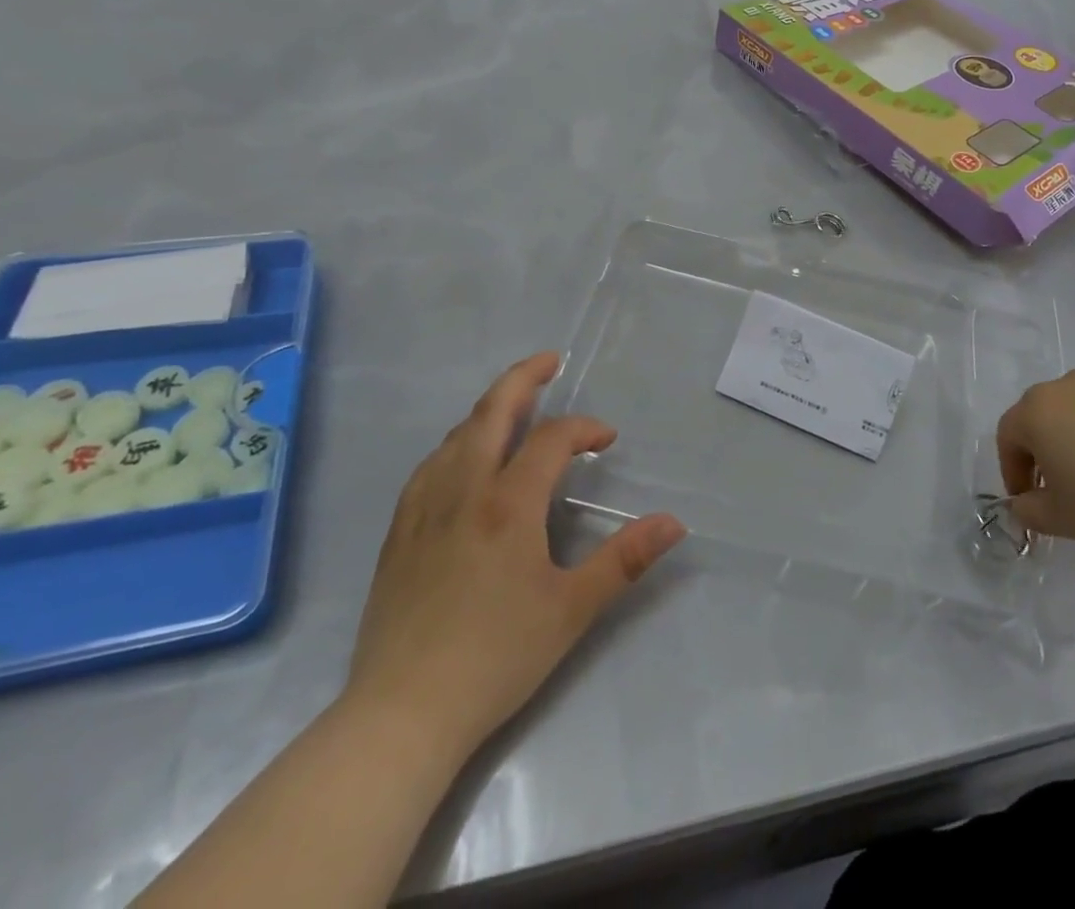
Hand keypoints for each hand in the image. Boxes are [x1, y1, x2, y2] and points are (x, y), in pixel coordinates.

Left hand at [343, 353, 685, 765]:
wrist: (403, 713)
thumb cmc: (496, 657)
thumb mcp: (573, 609)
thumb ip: (625, 559)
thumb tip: (674, 522)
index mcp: (509, 503)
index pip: (552, 439)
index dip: (584, 428)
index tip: (607, 441)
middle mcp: (464, 490)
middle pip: (492, 411)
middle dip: (524, 378)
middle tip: (550, 361)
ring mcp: (425, 508)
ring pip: (458, 434)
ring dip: (490, 409)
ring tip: (515, 406)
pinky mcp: (400, 531)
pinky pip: (431, 464)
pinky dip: (457, 442)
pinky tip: (463, 457)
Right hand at [997, 370, 1074, 571]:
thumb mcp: (1062, 521)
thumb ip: (1029, 509)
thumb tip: (1025, 502)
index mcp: (1038, 412)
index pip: (1009, 435)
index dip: (1014, 469)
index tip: (1030, 499)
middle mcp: (1070, 384)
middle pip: (1047, 412)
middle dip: (1049, 445)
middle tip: (1069, 484)